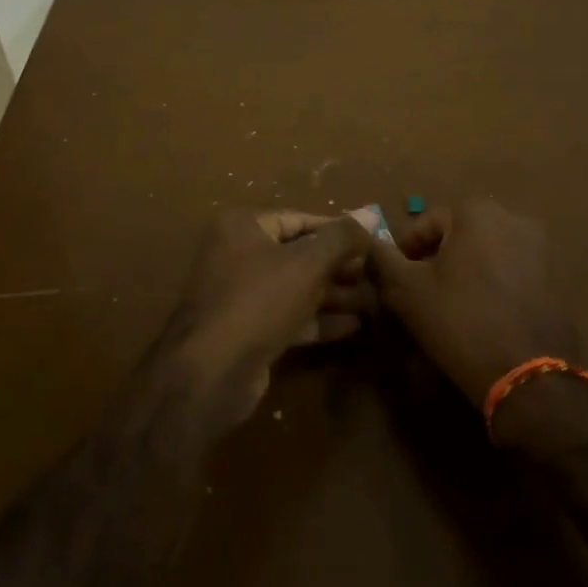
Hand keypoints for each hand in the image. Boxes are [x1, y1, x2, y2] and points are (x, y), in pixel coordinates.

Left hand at [172, 208, 377, 426]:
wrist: (211, 373)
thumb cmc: (259, 300)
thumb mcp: (308, 263)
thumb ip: (342, 238)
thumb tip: (372, 214)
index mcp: (243, 227)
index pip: (299, 219)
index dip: (337, 230)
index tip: (371, 240)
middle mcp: (238, 255)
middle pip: (298, 254)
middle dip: (338, 266)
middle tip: (376, 274)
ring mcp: (241, 296)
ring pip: (296, 288)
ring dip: (333, 295)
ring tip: (374, 302)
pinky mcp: (248, 332)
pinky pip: (289, 317)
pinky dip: (319, 320)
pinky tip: (354, 327)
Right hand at [369, 199, 582, 407]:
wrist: (529, 376)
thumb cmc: (460, 322)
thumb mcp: (406, 291)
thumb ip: (382, 259)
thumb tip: (370, 244)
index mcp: (476, 213)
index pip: (426, 223)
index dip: (405, 251)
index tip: (395, 281)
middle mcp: (514, 218)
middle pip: (460, 235)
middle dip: (438, 259)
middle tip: (422, 294)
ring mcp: (542, 248)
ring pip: (488, 253)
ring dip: (467, 272)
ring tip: (453, 306)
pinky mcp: (559, 278)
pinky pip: (514, 272)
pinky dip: (495, 285)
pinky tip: (485, 315)